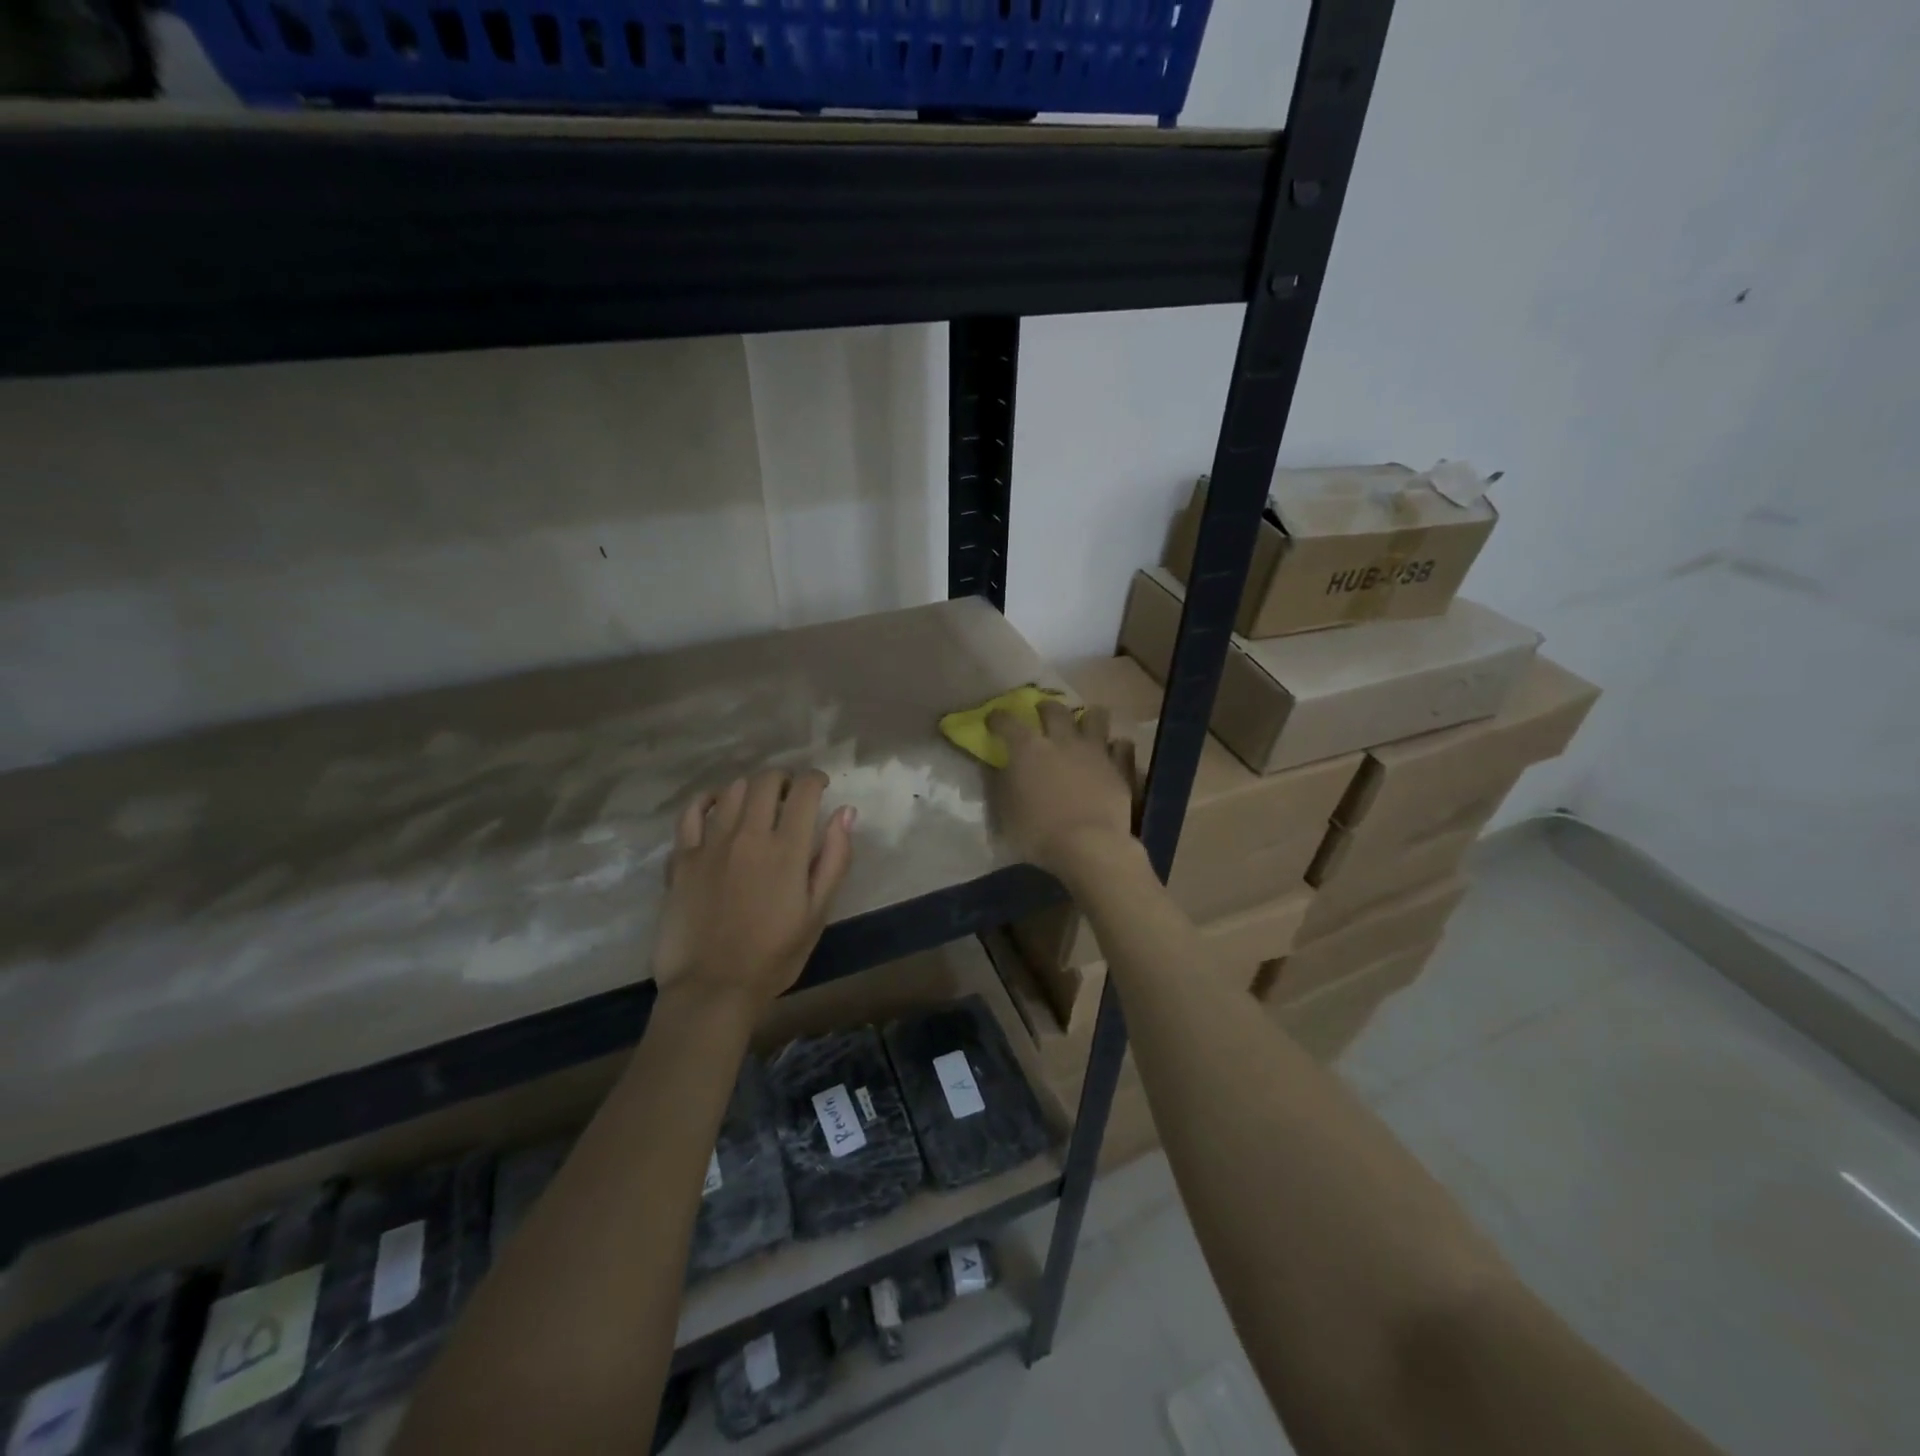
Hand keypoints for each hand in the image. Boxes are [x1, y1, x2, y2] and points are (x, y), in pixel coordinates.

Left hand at [653, 769, 855, 1011]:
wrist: (712, 989)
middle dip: (784, 779)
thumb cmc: (774, 956)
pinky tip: (716, 806)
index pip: (805, 792)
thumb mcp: (818, 912)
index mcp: (787, 849)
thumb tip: (845, 812)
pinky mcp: (682, 858)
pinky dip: (707, 801)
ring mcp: (710, 844)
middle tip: (790, 795)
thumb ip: (835, 858)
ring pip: (732, 791)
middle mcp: (748, 835)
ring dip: (751, 788)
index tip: (821, 786)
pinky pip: (691, 812)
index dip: (816, 780)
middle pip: (766, 782)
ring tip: (757, 804)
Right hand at [987, 701, 1139, 879]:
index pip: (1008, 722)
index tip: (993, 719)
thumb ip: (1001, 784)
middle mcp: (1062, 741)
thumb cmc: (1039, 833)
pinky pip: (1122, 746)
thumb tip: (998, 768)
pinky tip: (1112, 752)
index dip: (998, 718)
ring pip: (1096, 717)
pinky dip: (1116, 747)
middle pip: (1055, 710)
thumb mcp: (1005, 812)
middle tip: (1042, 713)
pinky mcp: (1120, 768)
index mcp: (1028, 749)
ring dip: (1088, 718)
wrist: (1090, 846)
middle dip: (1045, 708)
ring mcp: (1095, 751)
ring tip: (1084, 725)